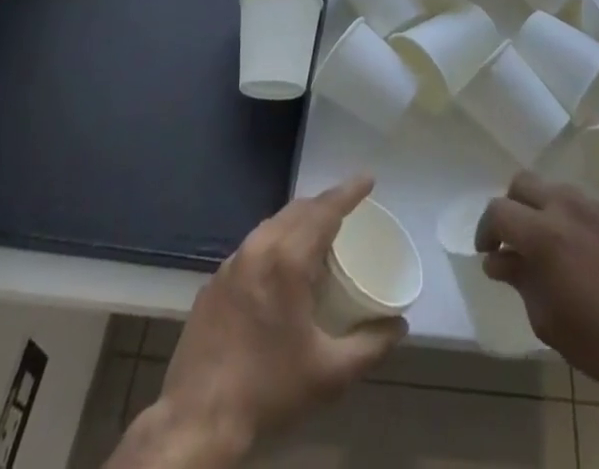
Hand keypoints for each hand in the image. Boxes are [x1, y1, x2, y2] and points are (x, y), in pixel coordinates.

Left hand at [151, 176, 405, 459]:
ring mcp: (231, 262)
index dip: (350, 191)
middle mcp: (258, 248)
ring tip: (319, 235)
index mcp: (288, 260)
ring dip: (299, 221)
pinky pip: (252, 246)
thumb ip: (370, 345)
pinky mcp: (213, 281)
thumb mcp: (330, 374)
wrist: (198, 421)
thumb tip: (400, 326)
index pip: (325, 209)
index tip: (368, 179)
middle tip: (349, 210)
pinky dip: (274, 243)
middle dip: (325, 203)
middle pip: (299, 210)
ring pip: (273, 224)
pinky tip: (280, 268)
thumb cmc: (269, 390)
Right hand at [478, 173, 598, 407]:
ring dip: (542, 209)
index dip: (486, 229)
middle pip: (523, 183)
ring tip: (548, 245)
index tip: (488, 252)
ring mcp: (596, 206)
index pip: (499, 210)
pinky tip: (582, 252)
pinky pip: (585, 205)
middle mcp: (567, 206)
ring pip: (555, 189)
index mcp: (543, 233)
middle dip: (511, 207)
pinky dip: (571, 219)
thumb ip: (519, 279)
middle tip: (513, 240)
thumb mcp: (547, 319)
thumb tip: (498, 260)